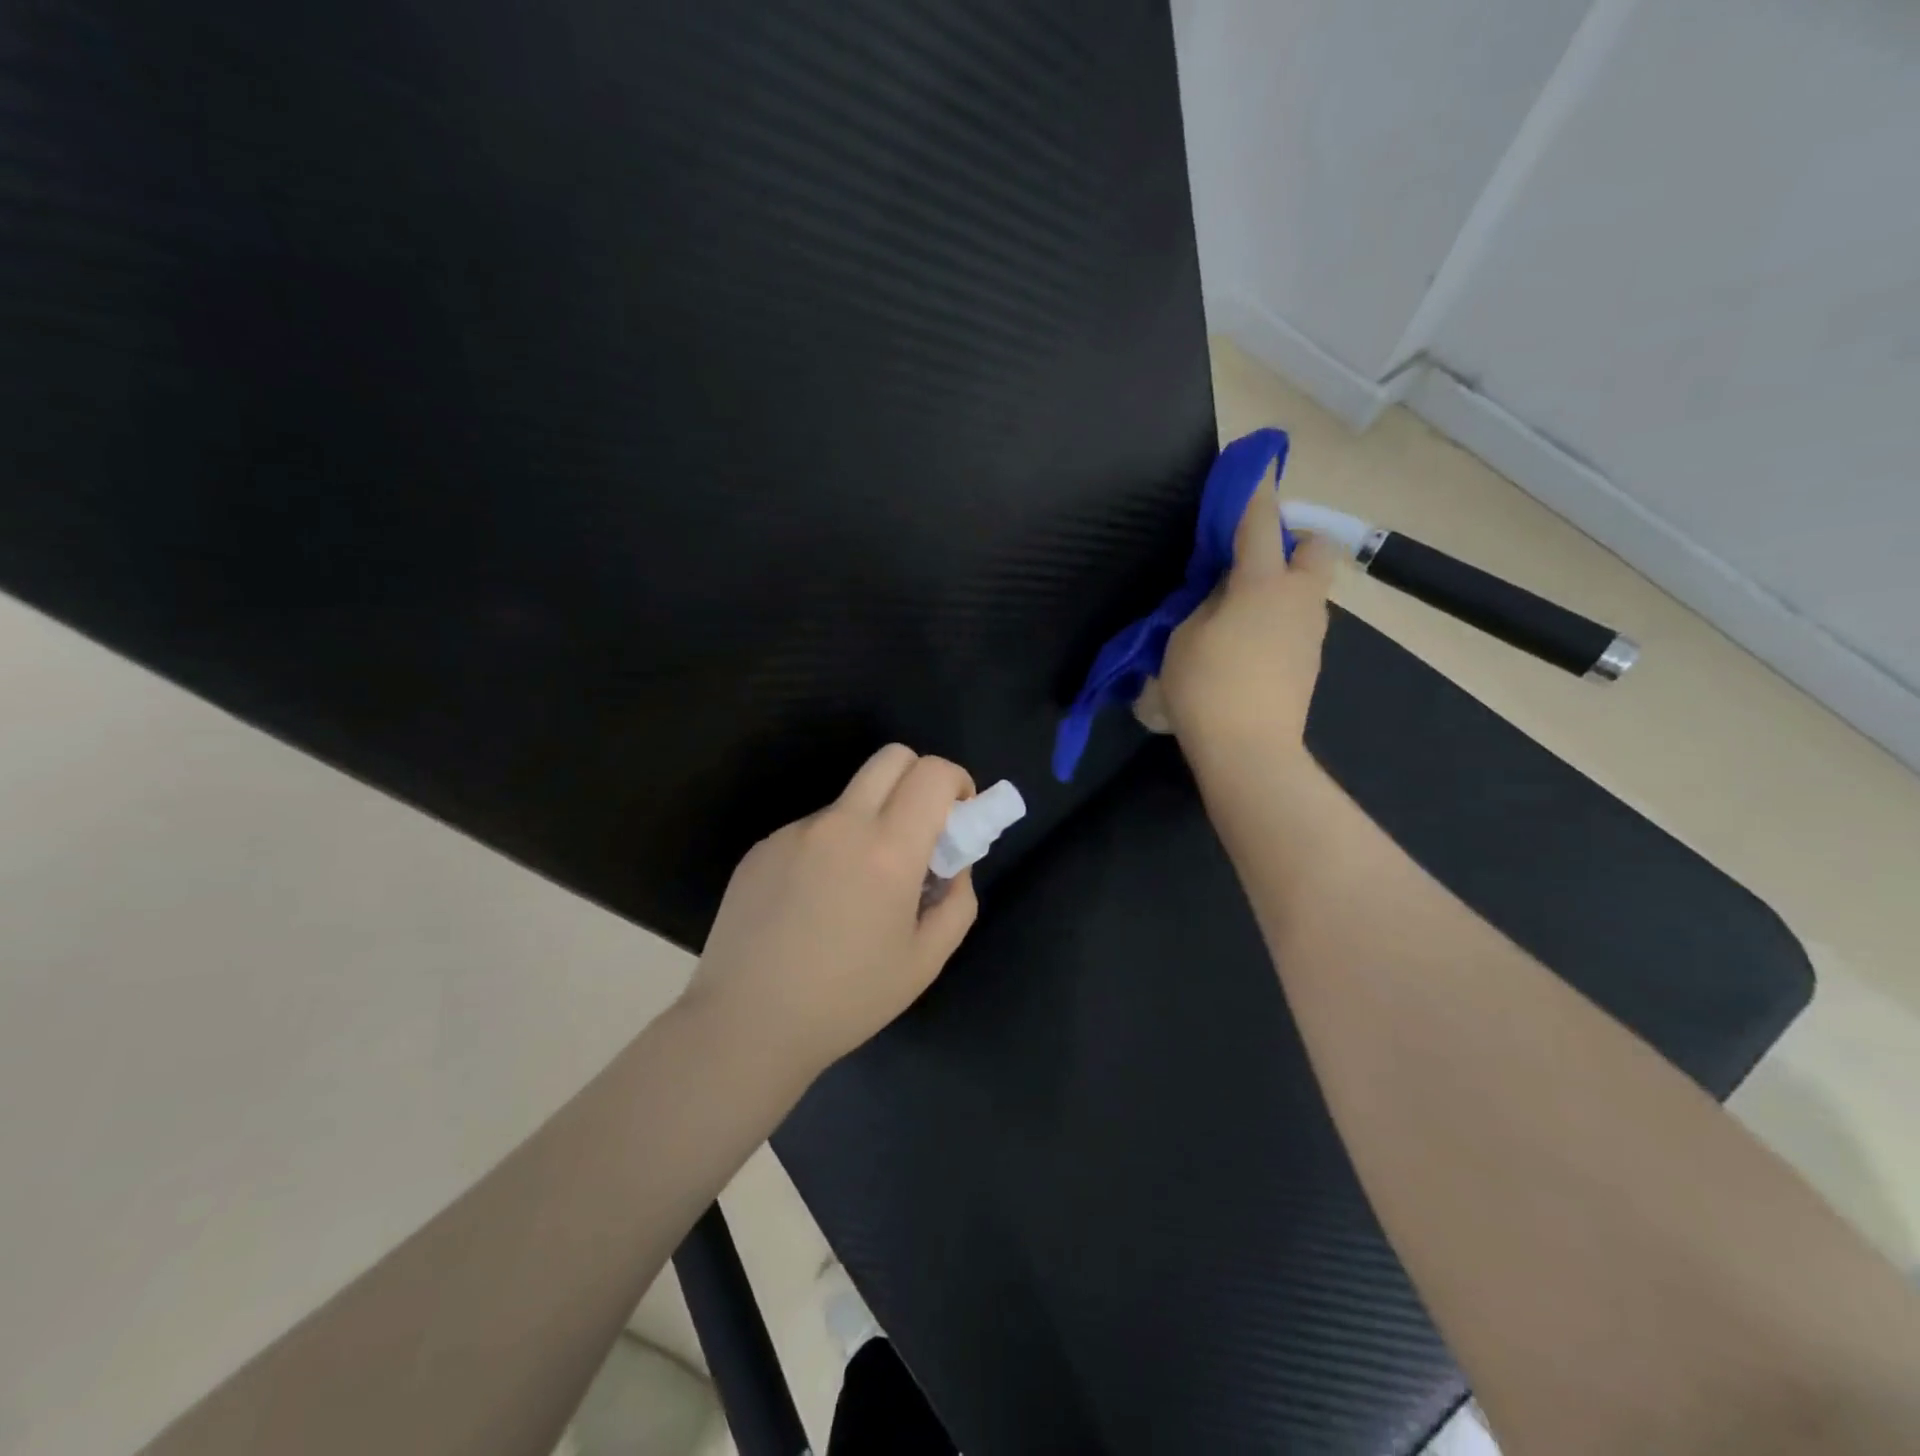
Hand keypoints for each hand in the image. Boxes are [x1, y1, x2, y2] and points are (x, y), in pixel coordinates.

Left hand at [682, 745, 979, 1078]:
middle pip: (891, 757)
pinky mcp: (762, 847)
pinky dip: (830, 848)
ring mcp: (794, 832)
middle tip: (921, 830)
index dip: (957, 781)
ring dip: (871, 821)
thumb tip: (952, 864)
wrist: (746, 1024)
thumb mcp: (925, 961)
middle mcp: (840, 824)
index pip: (932, 773)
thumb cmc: (847, 1000)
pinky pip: (812, 830)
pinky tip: (812, 904)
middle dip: (919, 777)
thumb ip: (956, 901)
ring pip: (850, 800)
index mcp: (887, 850)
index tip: (959, 815)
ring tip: (856, 891)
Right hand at [1158, 467, 1336, 760]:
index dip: (1256, 491)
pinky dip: (1279, 618)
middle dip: (1290, 541)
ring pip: (1308, 589)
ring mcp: (1311, 632)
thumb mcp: (1185, 637)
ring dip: (1281, 585)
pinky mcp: (1310, 662)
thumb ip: (1205, 603)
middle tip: (1249, 560)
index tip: (1258, 464)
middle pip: (1314, 547)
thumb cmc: (1207, 688)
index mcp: (1262, 584)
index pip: (1260, 522)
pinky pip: (1299, 621)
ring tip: (1238, 611)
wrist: (1249, 751)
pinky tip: (1247, 646)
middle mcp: (1298, 599)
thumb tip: (1222, 592)